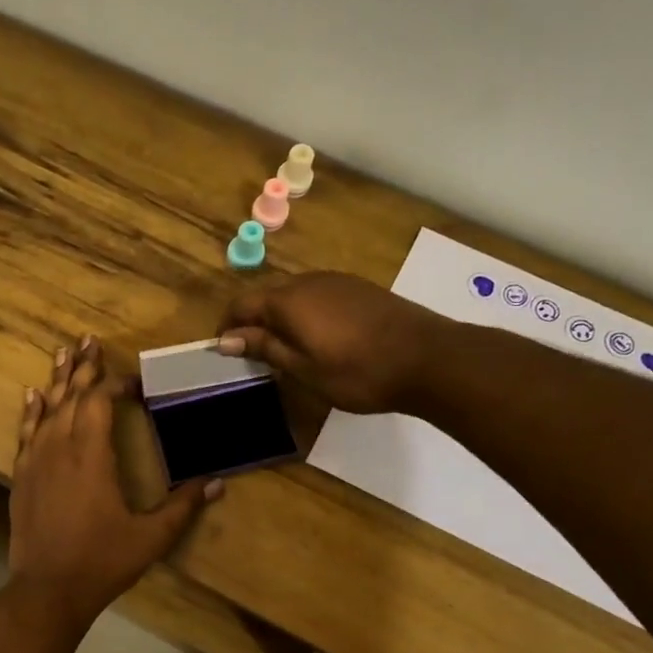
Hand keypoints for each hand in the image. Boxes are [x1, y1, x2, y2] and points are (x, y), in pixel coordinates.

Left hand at [9, 336, 220, 625]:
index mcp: (92, 455)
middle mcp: (60, 447)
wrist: (48, 590)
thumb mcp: (151, 537)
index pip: (100, 402)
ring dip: (57, 380)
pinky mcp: (21, 476)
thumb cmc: (102, 561)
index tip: (133, 380)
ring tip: (63, 353)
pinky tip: (32, 395)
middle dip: (82, 367)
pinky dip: (30, 411)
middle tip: (89, 340)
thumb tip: (219, 483)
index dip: (115, 384)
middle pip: (71, 396)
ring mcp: (35, 460)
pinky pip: (25, 432)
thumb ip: (183, 506)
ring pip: (46, 409)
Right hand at [218, 272, 443, 413]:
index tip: (224, 351)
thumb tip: (227, 338)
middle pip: (267, 295)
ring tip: (284, 349)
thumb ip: (265, 348)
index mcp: (288, 300)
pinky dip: (305, 313)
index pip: (241, 304)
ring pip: (294, 294)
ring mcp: (337, 281)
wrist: (429, 358)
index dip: (228, 326)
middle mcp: (308, 281)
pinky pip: (318, 295)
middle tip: (253, 355)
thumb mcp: (304, 368)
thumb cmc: (358, 372)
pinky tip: (319, 339)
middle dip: (253, 321)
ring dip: (280, 317)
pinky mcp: (359, 288)